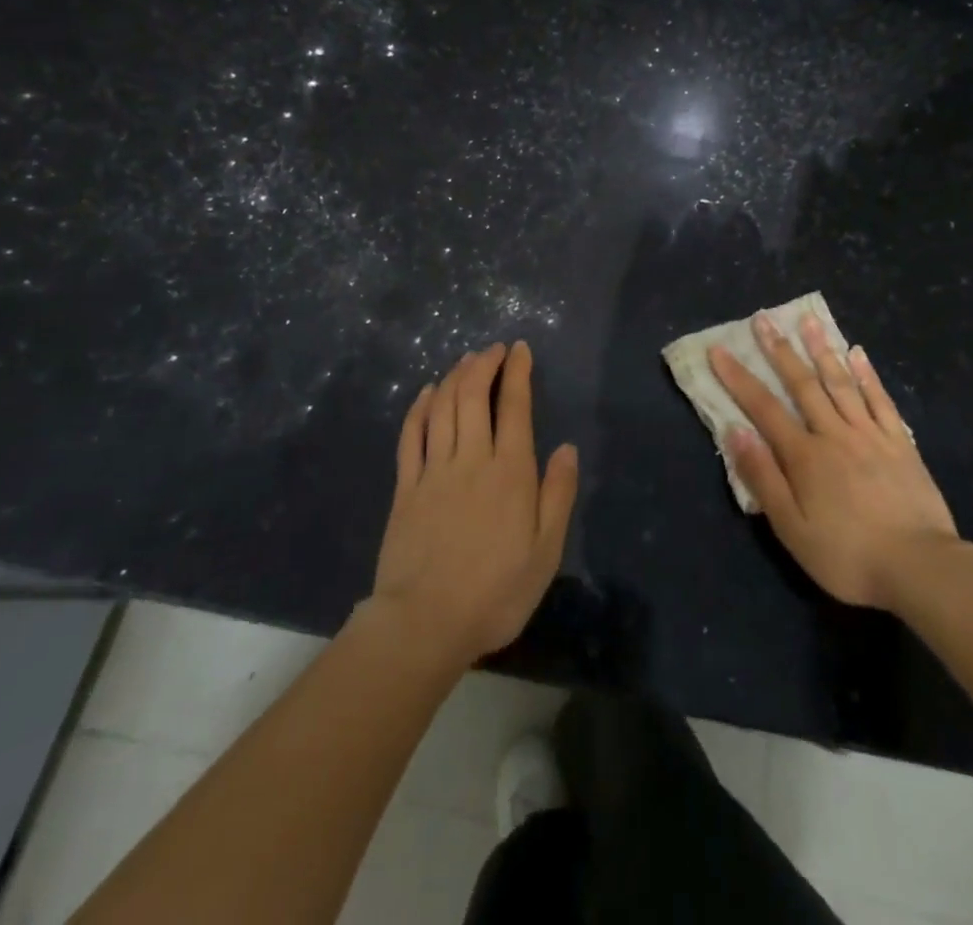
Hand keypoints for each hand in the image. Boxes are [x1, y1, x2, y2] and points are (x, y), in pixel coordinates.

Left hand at [370, 342, 578, 669]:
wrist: (425, 623)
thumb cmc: (496, 591)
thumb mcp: (546, 551)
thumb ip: (558, 495)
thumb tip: (567, 448)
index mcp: (510, 472)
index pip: (515, 407)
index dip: (517, 372)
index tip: (520, 349)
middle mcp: (472, 458)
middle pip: (474, 395)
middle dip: (484, 364)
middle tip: (494, 349)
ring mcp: (434, 470)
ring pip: (443, 407)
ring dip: (455, 376)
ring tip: (466, 359)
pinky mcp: (405, 487)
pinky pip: (411, 434)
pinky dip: (420, 406)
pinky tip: (428, 392)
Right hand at [710, 312, 958, 610]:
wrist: (920, 568)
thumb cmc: (848, 555)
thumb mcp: (792, 528)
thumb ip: (763, 477)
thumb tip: (735, 431)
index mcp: (804, 456)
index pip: (763, 408)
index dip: (738, 378)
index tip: (719, 349)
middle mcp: (834, 434)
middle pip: (802, 384)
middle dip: (779, 350)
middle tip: (763, 319)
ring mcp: (870, 434)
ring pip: (841, 382)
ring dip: (821, 349)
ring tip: (808, 320)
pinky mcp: (900, 443)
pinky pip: (880, 399)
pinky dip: (867, 374)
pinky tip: (857, 353)